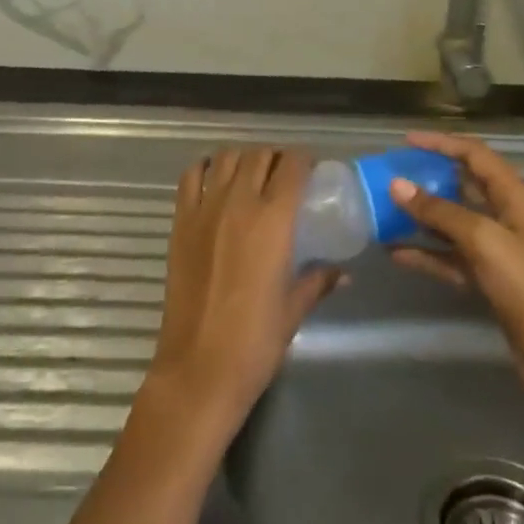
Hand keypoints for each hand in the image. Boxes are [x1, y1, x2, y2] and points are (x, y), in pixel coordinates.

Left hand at [141, 147, 342, 442]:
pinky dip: (205, 168)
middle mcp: (240, 202)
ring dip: (244, 158)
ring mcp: (206, 209)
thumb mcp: (294, 309)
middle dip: (277, 157)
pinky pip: (192, 176)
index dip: (306, 160)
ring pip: (227, 157)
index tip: (313, 170)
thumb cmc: (255, 342)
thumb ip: (318, 280)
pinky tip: (216, 178)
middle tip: (286, 175)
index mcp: (274, 220)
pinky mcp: (181, 221)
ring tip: (253, 174)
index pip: (293, 165)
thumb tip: (343, 273)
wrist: (199, 369)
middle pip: (260, 155)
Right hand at [388, 132, 523, 399]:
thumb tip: (397, 184)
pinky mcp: (487, 276)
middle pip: (462, 184)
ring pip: (452, 220)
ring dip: (422, 216)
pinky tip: (396, 252)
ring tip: (385, 210)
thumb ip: (439, 211)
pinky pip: (449, 255)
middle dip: (428, 177)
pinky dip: (426, 252)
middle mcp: (505, 214)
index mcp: (513, 194)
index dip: (441, 143)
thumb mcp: (482, 239)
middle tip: (391, 174)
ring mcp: (496, 247)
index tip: (405, 141)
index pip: (474, 154)